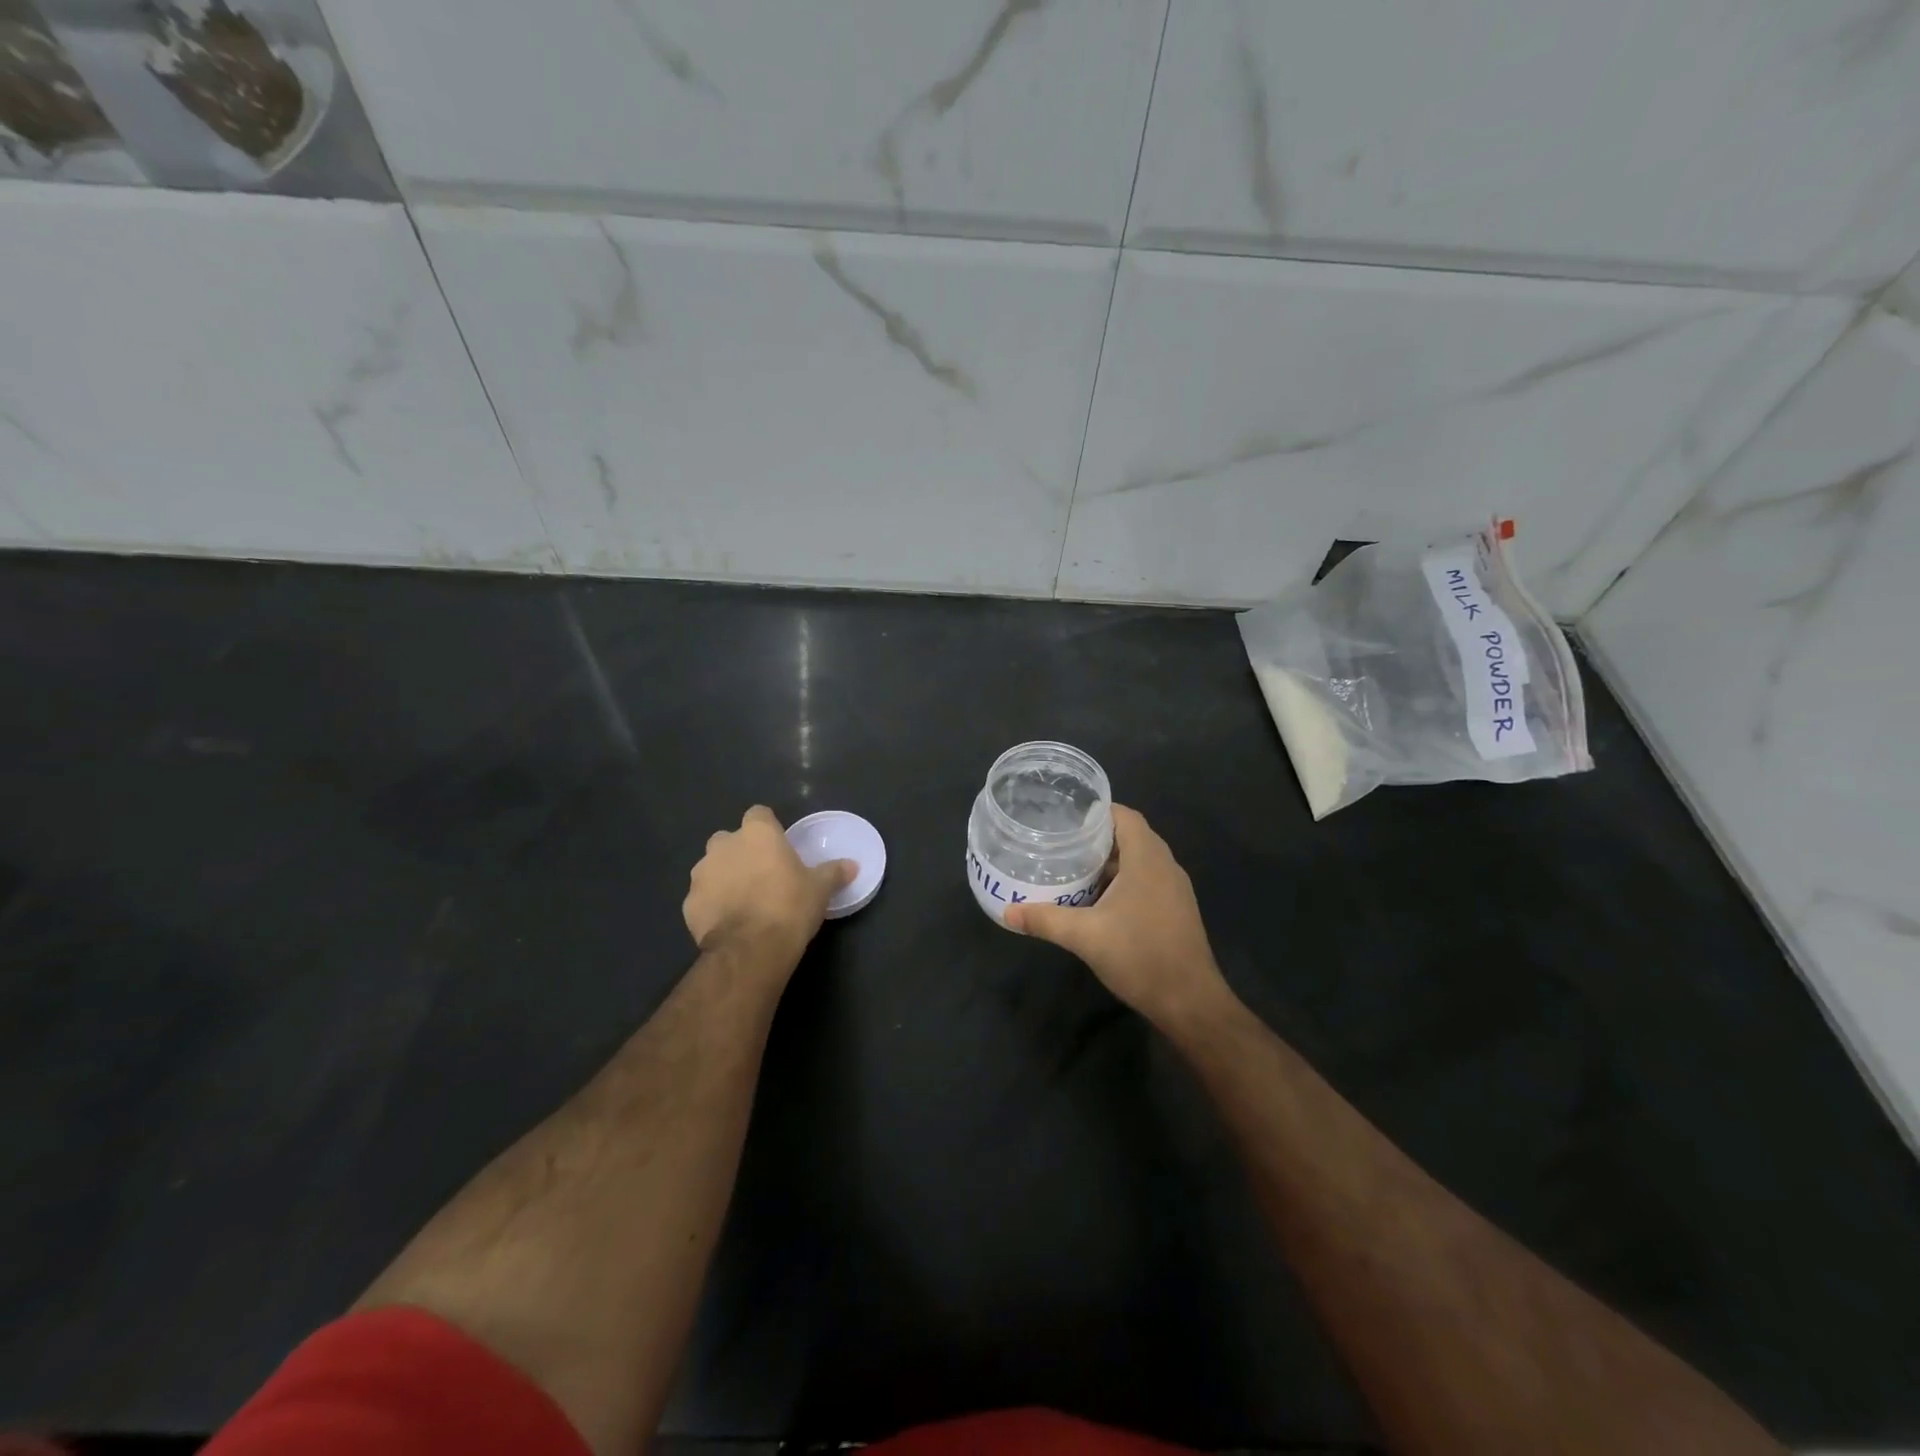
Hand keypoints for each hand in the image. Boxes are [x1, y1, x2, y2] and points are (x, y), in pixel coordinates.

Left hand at [684, 806, 855, 968]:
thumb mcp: (820, 889)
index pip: (759, 814)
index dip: (768, 829)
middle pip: (730, 840)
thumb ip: (834, 872)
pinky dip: (713, 905)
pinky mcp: (688, 904)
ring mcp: (701, 874)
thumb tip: (852, 866)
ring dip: (724, 877)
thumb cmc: (790, 906)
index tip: (779, 847)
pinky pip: (703, 897)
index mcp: (757, 833)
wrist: (751, 949)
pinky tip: (730, 922)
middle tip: (762, 875)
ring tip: (744, 902)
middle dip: (742, 852)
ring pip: (712, 868)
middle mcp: (724, 845)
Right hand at [1004, 804, 1232, 1030]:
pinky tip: (1099, 899)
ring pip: (1140, 860)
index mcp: (1147, 859)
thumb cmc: (1140, 956)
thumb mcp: (1085, 936)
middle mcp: (1166, 866)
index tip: (1066, 818)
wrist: (1190, 1002)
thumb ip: (1045, 920)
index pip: (1125, 816)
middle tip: (1062, 843)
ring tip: (1074, 868)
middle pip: (1131, 836)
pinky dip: (1124, 880)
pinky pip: (1148, 879)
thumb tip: (1008, 913)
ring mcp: (1175, 888)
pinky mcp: (1176, 909)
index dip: (1097, 812)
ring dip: (1110, 861)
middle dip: (1098, 837)